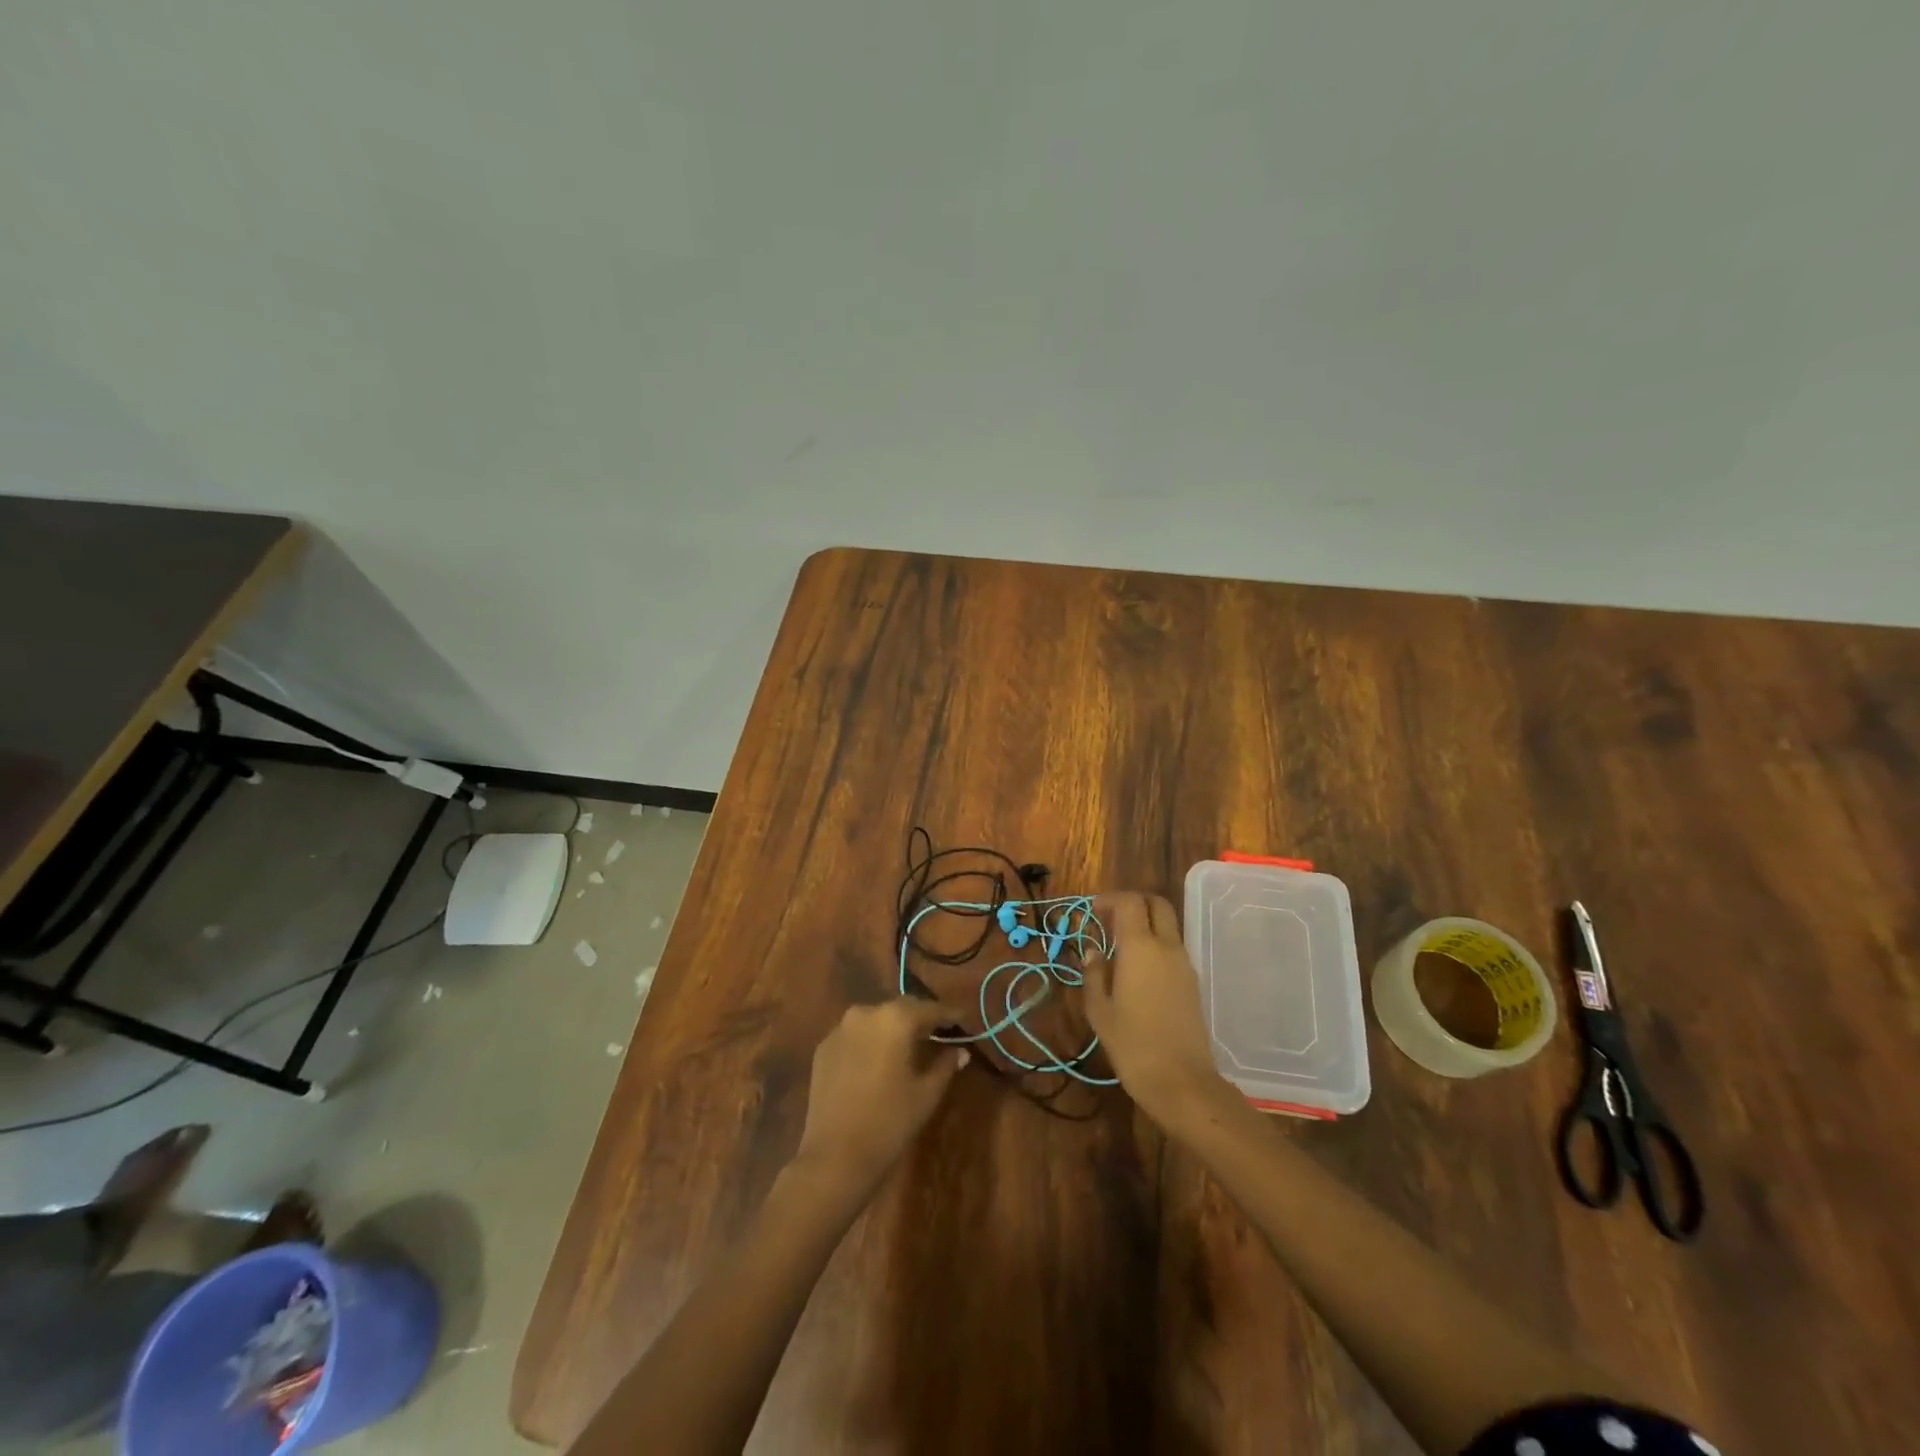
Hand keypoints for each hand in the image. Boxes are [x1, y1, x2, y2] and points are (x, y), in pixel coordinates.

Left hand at [794, 999, 967, 1191]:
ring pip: (876, 1019)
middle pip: (901, 1008)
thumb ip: (945, 1065)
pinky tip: (878, 1061)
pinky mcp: (823, 1047)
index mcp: (895, 1019)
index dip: (949, 1014)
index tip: (963, 1019)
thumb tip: (960, 1051)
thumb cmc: (889, 1123)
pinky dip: (870, 1040)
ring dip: (893, 1027)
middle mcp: (866, 1013)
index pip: (930, 1008)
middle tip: (938, 1031)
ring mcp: (840, 1029)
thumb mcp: (926, 1094)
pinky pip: (855, 1035)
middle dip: (920, 1018)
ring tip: (909, 1045)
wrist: (834, 1157)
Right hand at [1083, 893, 1230, 1126]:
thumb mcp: (1100, 1011)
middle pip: (1156, 904)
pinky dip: (1155, 944)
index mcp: (1140, 948)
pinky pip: (1173, 948)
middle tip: (1109, 918)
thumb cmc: (1132, 1045)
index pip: (1130, 902)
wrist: (1182, 1082)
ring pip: (1167, 926)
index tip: (1092, 911)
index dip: (1110, 899)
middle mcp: (1166, 947)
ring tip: (1119, 946)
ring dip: (1145, 924)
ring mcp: (1184, 964)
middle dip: (1133, 902)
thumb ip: (1094, 974)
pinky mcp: (1192, 982)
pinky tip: (1137, 969)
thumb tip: (1093, 952)